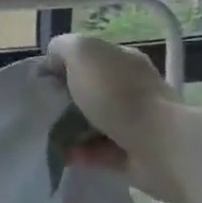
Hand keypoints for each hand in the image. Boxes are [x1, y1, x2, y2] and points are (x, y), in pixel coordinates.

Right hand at [44, 33, 187, 202]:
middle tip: (42, 110)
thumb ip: (62, 47)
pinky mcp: (136, 152)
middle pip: (88, 90)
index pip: (86, 57)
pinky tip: (67, 155)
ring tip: (50, 137)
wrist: (160, 144)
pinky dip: (83, 153)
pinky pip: (100, 151)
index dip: (60, 66)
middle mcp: (132, 87)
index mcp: (122, 59)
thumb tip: (55, 62)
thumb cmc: (116, 93)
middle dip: (64, 101)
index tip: (42, 82)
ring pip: (93, 122)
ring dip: (70, 130)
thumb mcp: (81, 52)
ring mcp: (136, 120)